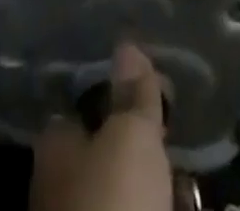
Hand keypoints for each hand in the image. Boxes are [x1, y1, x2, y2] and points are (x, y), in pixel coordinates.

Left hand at [29, 43, 172, 210]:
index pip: (88, 104)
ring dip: (152, 186)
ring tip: (183, 183)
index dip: (124, 100)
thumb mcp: (131, 136)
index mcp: (56, 142)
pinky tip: (176, 203)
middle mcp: (59, 180)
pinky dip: (155, 205)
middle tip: (175, 144)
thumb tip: (127, 45)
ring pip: (121, 191)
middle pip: (107, 151)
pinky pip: (134, 209)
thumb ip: (133, 92)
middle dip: (141, 148)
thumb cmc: (114, 201)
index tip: (159, 98)